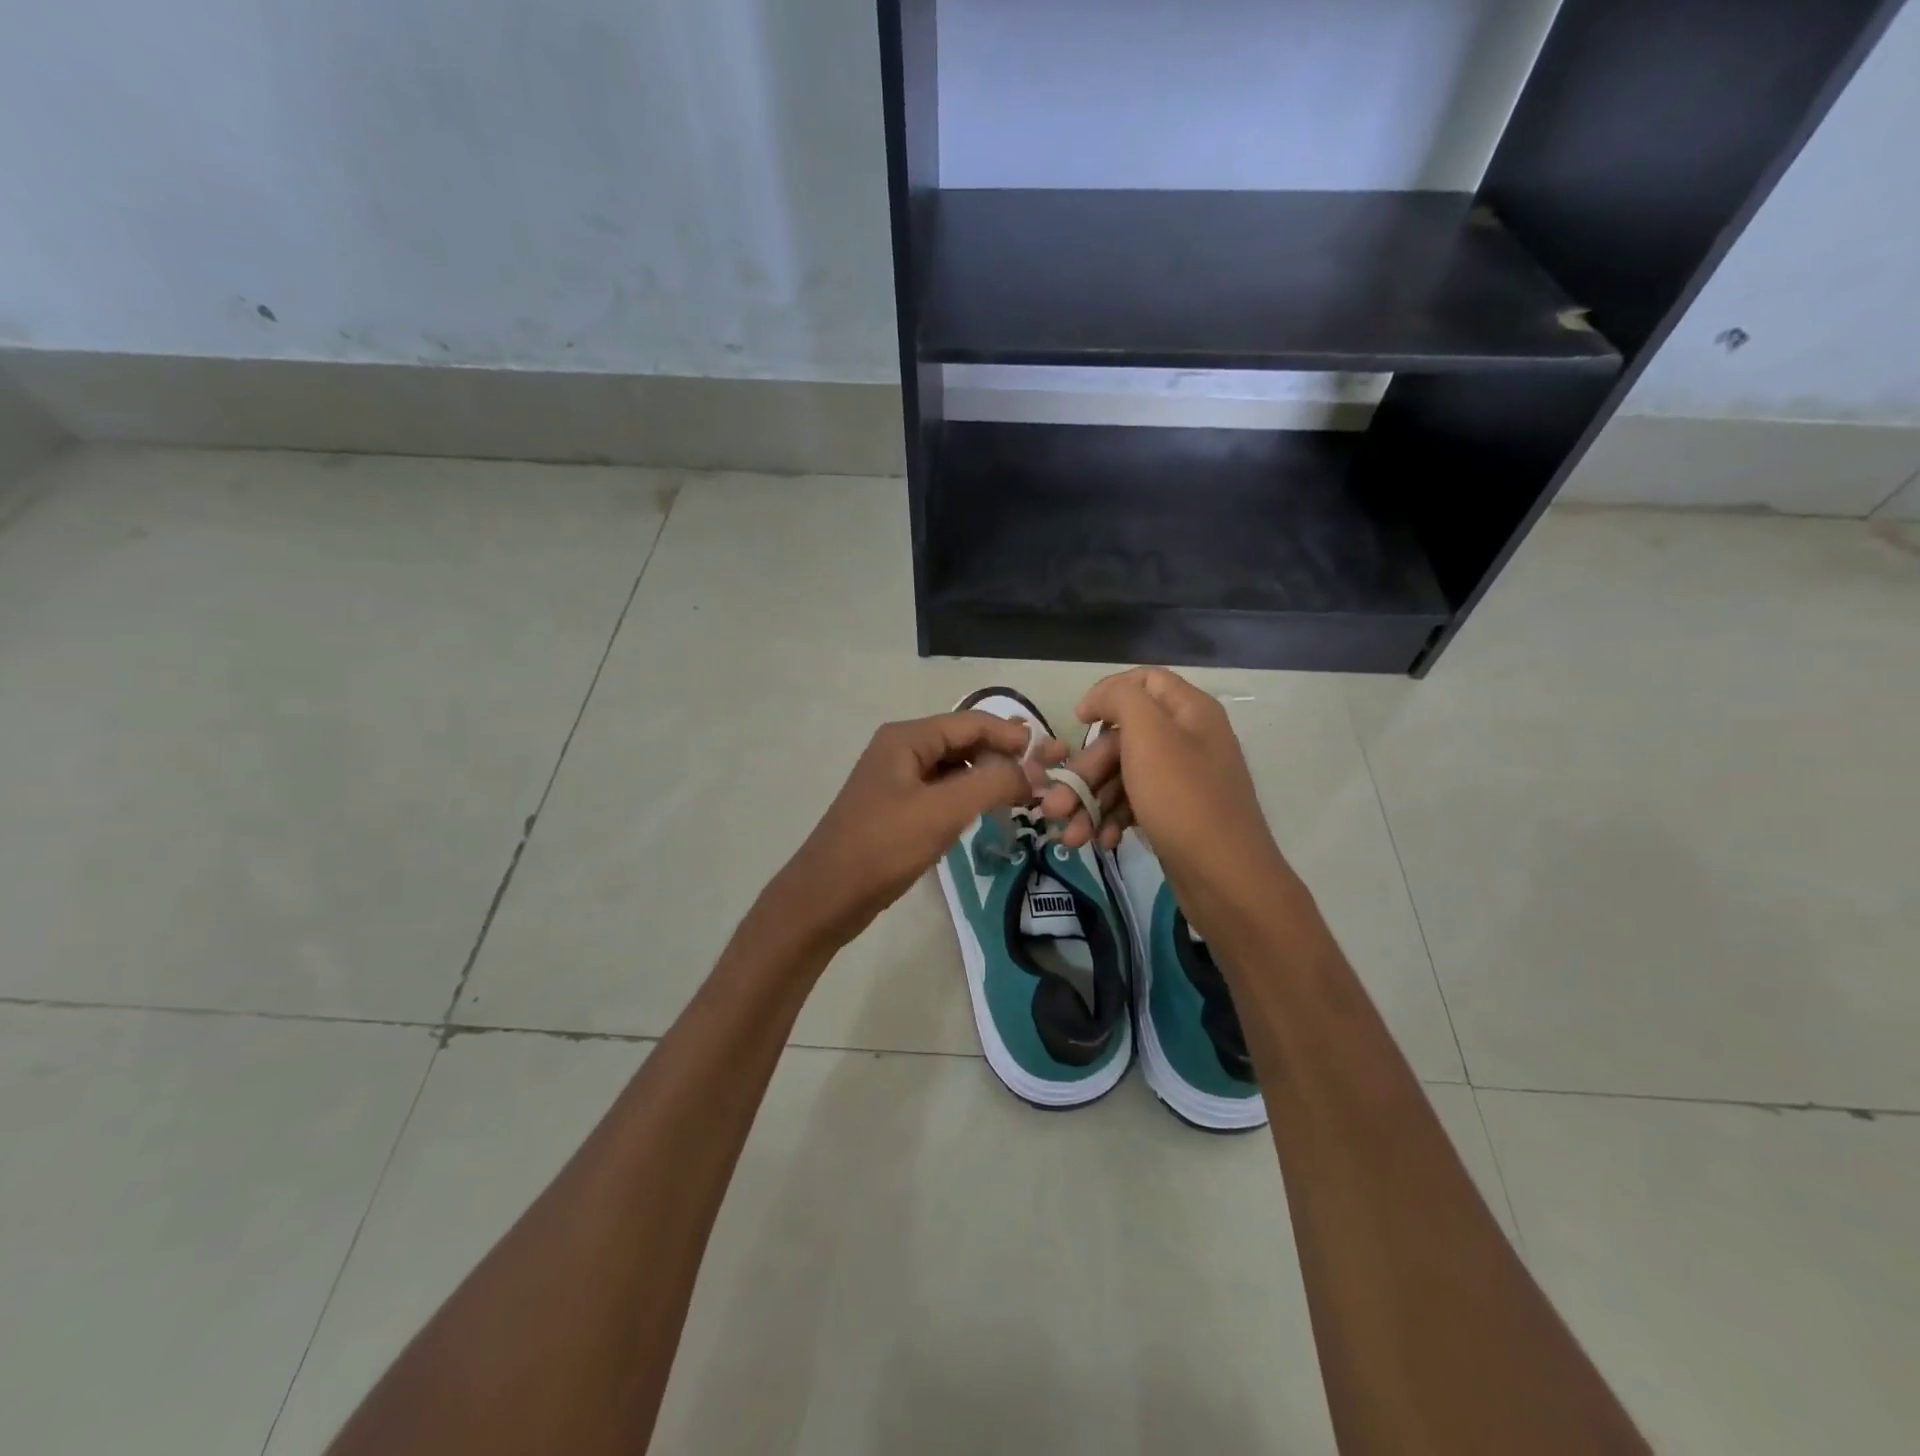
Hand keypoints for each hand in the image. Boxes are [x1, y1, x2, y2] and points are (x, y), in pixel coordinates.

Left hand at [769, 710, 1060, 949]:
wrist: (827, 895)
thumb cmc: (883, 846)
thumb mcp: (942, 811)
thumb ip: (993, 784)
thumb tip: (1037, 771)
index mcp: (907, 738)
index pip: (972, 722)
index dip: (1012, 735)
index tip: (1049, 756)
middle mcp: (901, 749)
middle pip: (963, 741)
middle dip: (1001, 756)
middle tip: (1040, 779)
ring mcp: (896, 779)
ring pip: (953, 768)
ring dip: (985, 777)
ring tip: (1021, 796)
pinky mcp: (896, 808)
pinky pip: (941, 791)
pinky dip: (966, 797)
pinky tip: (985, 814)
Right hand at [1037, 667, 1294, 932]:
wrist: (1226, 879)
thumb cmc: (1183, 800)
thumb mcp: (1149, 736)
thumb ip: (1121, 699)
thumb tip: (1099, 697)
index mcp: (1189, 711)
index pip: (1144, 681)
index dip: (1107, 694)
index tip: (1078, 722)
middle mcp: (1188, 739)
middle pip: (1123, 738)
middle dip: (1086, 771)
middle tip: (1055, 805)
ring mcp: (1183, 780)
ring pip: (1123, 776)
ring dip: (1091, 802)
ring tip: (1070, 835)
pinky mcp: (1176, 814)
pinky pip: (1135, 804)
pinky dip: (1114, 820)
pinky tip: (1102, 841)